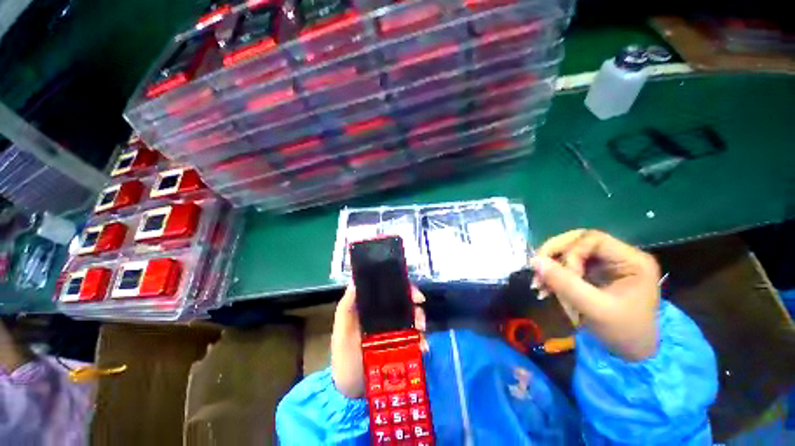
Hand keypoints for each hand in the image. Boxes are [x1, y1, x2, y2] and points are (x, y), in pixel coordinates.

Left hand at [331, 285, 426, 397]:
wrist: (349, 392)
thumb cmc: (343, 357)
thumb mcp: (341, 330)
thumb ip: (347, 307)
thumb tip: (356, 280)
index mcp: (372, 308)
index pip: (391, 291)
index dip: (405, 288)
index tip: (415, 295)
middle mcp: (385, 317)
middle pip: (406, 304)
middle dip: (416, 309)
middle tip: (420, 321)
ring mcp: (394, 332)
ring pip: (413, 320)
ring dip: (421, 324)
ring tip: (421, 336)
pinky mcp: (400, 348)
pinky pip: (415, 339)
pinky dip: (421, 341)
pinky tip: (423, 348)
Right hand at [531, 230, 660, 360]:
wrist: (631, 354)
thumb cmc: (623, 333)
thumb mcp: (595, 309)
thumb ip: (565, 284)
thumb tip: (534, 261)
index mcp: (632, 261)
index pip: (592, 240)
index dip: (570, 253)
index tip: (562, 276)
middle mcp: (619, 256)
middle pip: (577, 241)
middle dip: (554, 254)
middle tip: (537, 268)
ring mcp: (606, 264)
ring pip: (569, 252)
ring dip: (550, 266)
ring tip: (538, 284)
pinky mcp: (594, 273)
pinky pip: (567, 264)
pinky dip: (553, 274)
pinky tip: (545, 288)